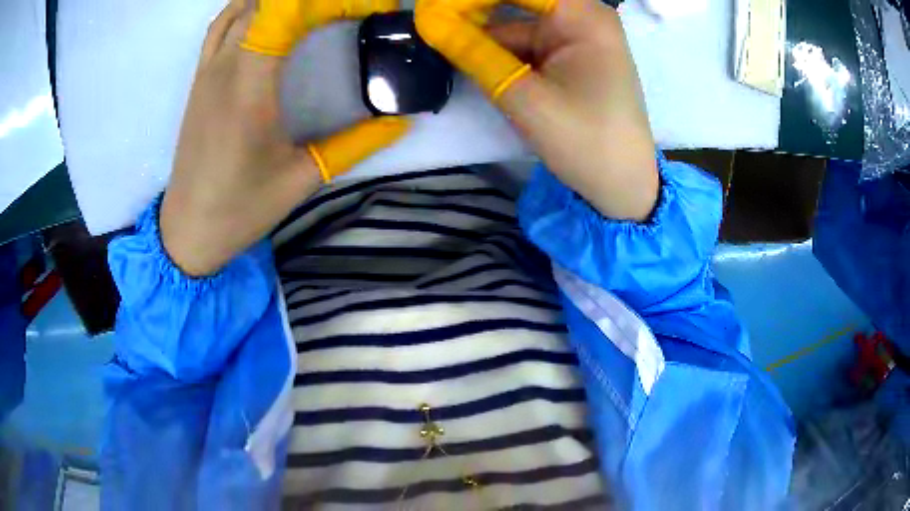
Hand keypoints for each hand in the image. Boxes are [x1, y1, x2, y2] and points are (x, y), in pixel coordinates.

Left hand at [161, 0, 408, 276]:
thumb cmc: (242, 208)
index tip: (365, 7)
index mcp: (250, 88)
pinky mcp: (199, 80)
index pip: (286, 13)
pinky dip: (245, 7)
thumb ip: (355, 144)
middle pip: (264, 4)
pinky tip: (265, 12)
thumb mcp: (302, 178)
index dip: (327, 2)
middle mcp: (225, 67)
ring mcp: (207, 71)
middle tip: (342, 9)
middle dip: (305, 1)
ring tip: (307, 9)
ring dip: (273, 2)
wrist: (188, 229)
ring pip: (239, 8)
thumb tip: (400, 119)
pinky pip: (220, 25)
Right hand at [416, 0, 658, 220]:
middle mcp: (581, 17)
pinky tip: (470, 60)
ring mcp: (576, 38)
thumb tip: (428, 21)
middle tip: (430, 26)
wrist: (621, 186)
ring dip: (481, 38)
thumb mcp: (523, 96)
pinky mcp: (569, 58)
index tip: (431, 9)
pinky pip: (525, 45)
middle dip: (473, 15)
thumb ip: (473, 53)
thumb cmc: (584, 141)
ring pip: (515, 26)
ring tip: (441, 45)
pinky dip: (498, 54)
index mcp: (582, 16)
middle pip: (516, 3)